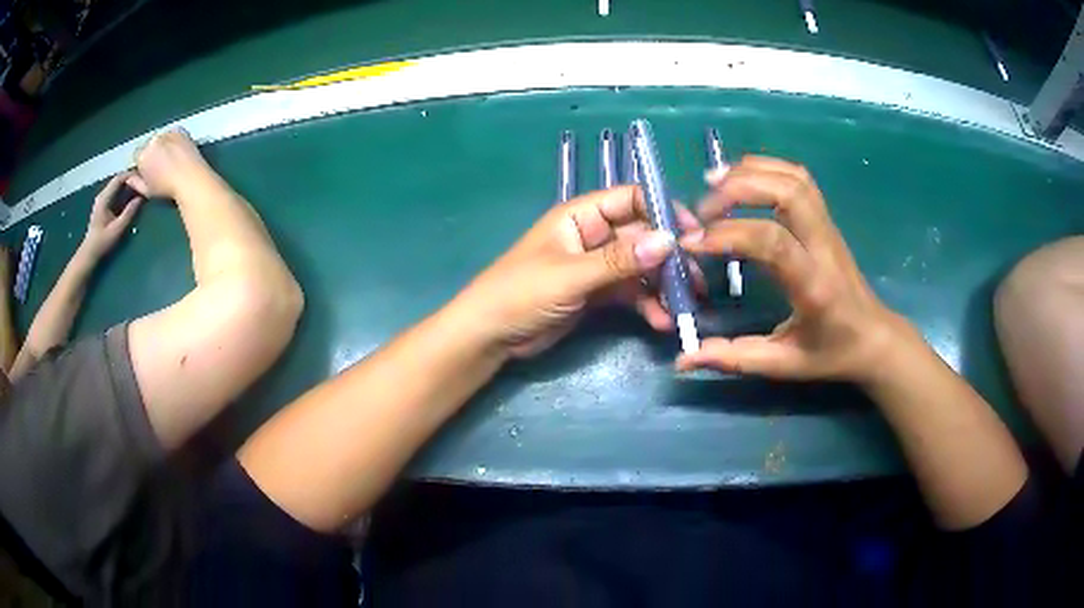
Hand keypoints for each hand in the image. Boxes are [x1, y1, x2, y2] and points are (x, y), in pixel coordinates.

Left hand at [82, 172, 142, 257]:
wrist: (89, 254)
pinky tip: (133, 200)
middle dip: (133, 182)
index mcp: (104, 197)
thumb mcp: (117, 229)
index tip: (144, 180)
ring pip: (119, 187)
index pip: (120, 178)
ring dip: (130, 188)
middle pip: (120, 181)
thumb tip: (141, 198)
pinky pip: (118, 195)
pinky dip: (126, 195)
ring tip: (141, 192)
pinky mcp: (105, 206)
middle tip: (145, 186)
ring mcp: (104, 200)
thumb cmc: (102, 243)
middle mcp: (103, 195)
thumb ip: (129, 212)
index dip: (132, 176)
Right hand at [129, 128, 209, 199]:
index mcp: (143, 155)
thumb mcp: (147, 191)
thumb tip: (129, 178)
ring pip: (160, 138)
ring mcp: (167, 132)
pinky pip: (172, 134)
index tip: (148, 171)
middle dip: (152, 153)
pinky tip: (177, 152)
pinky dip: (173, 140)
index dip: (142, 164)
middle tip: (160, 165)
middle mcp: (153, 140)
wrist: (191, 178)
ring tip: (170, 159)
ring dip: (162, 145)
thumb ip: (135, 183)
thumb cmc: (167, 189)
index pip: (137, 155)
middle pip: (148, 145)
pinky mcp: (180, 129)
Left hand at [458, 185, 699, 357]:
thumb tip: (668, 241)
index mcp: (582, 215)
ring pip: (642, 268)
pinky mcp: (598, 293)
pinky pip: (632, 293)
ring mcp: (598, 265)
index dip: (663, 212)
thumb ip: (619, 260)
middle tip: (696, 283)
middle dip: (670, 259)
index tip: (691, 236)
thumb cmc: (520, 292)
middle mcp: (594, 235)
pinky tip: (661, 322)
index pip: (632, 199)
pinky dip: (648, 305)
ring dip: (663, 287)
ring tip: (683, 310)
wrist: (490, 335)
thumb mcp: (570, 275)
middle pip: (643, 236)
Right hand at [676, 156, 910, 383]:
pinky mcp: (825, 219)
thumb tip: (683, 359)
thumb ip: (735, 359)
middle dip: (738, 189)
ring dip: (750, 171)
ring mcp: (827, 227)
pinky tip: (741, 178)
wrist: (873, 337)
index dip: (727, 234)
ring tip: (713, 183)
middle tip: (702, 209)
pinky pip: (798, 178)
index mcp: (814, 285)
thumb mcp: (784, 364)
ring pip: (793, 177)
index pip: (772, 242)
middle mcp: (823, 246)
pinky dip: (766, 167)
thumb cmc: (831, 353)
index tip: (691, 244)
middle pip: (786, 192)